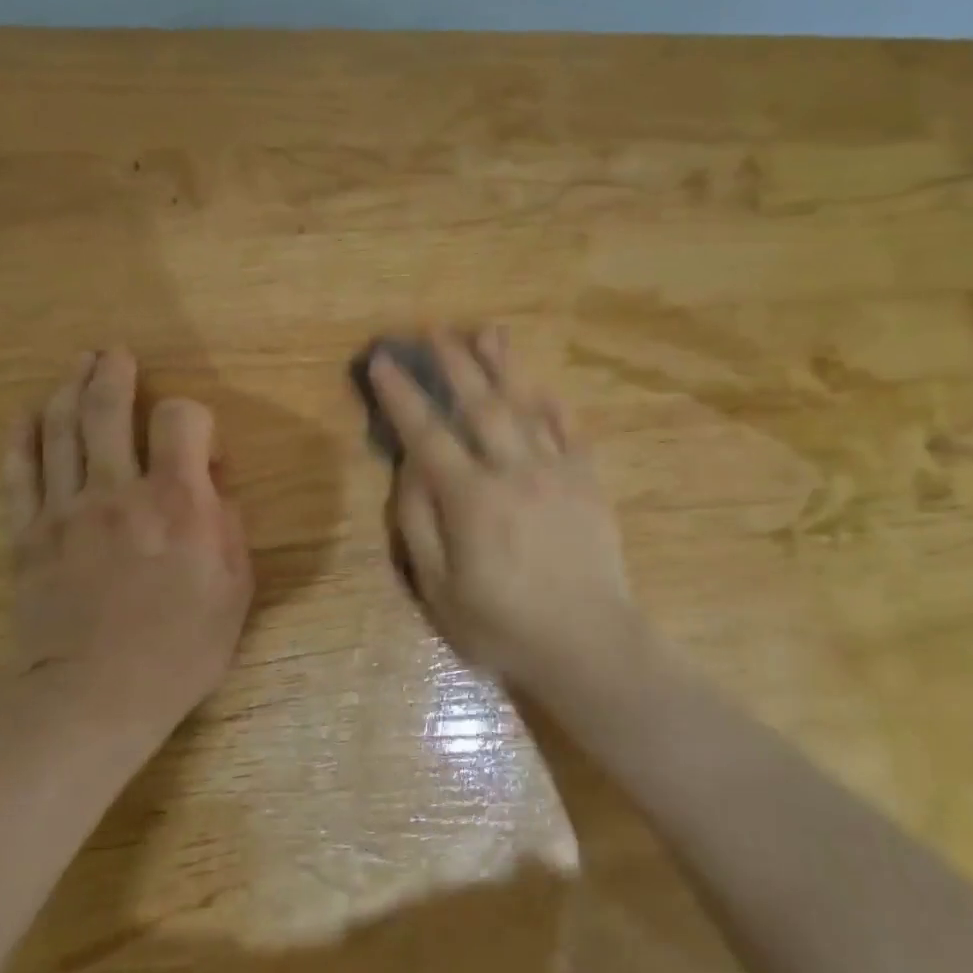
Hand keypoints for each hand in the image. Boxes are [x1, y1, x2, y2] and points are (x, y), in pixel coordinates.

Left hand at [4, 349, 253, 739]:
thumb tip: (210, 486)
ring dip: (70, 389)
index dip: (192, 415)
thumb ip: (229, 525)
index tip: (197, 443)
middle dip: (114, 374)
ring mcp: (65, 510)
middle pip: (109, 410)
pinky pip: (19, 473)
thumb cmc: (181, 648)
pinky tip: (26, 414)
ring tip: (78, 366)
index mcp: (179, 501)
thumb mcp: (236, 589)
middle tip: (114, 354)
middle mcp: (119, 490)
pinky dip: (21, 437)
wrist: (94, 699)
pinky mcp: (27, 536)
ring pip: (60, 429)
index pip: (182, 418)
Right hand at [369, 327, 639, 683]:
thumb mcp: (438, 590)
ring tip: (488, 332)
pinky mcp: (588, 482)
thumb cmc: (503, 625)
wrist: (589, 643)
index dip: (401, 395)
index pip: (427, 434)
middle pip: (479, 405)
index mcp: (471, 499)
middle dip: (454, 363)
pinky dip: (552, 405)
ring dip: (504, 367)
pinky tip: (541, 387)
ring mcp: (557, 472)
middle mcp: (513, 471)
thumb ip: (419, 524)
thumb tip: (410, 469)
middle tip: (434, 329)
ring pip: (526, 406)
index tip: (383, 360)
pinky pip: (570, 431)